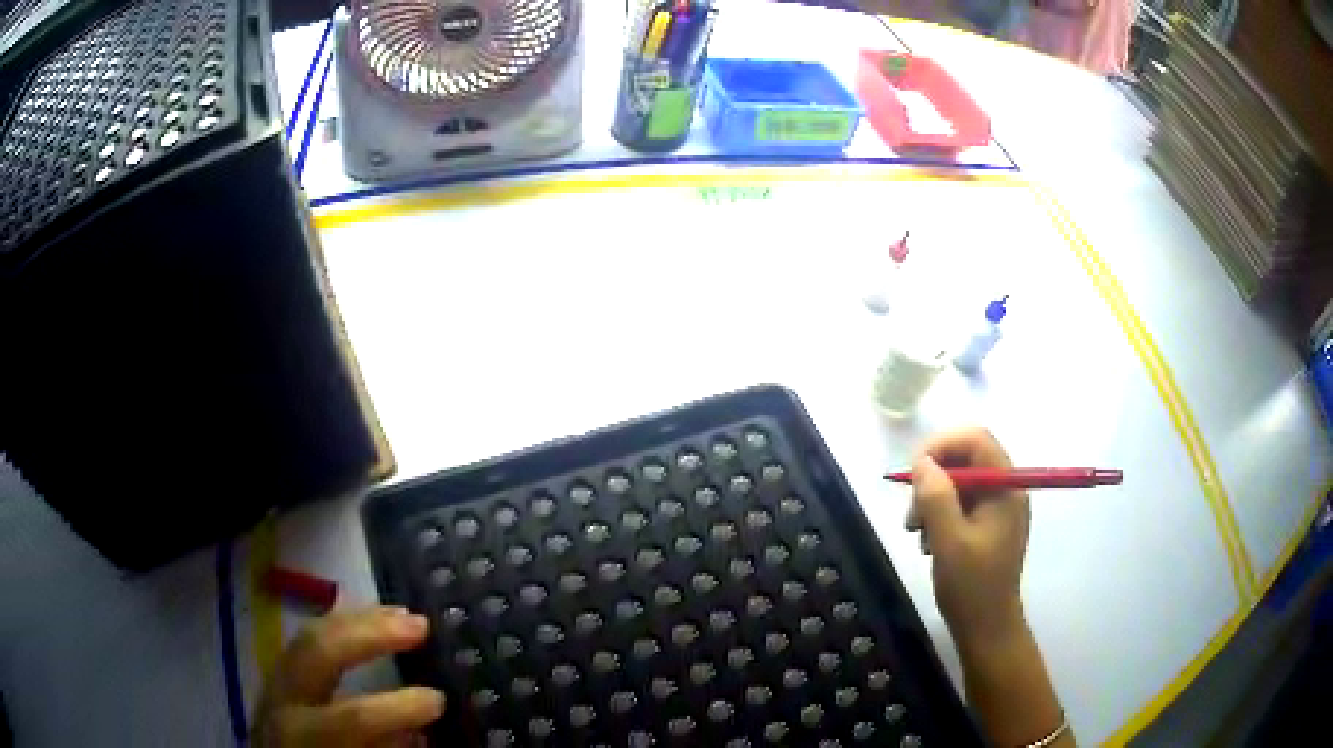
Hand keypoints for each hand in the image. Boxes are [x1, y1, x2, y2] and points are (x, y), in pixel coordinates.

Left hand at [254, 606, 445, 747]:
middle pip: (319, 651)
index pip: (351, 716)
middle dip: (370, 634)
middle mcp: (282, 700)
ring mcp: (275, 680)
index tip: (438, 698)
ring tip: (400, 613)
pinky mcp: (278, 673)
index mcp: (304, 733)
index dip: (396, 707)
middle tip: (420, 625)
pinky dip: (339, 624)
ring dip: (358, 618)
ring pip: (310, 632)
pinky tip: (365, 619)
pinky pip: (308, 636)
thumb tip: (416, 728)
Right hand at [906, 427, 1030, 649]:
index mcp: (1005, 487)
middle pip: (967, 457)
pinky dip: (941, 514)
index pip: (976, 439)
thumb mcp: (948, 541)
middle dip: (934, 476)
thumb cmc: (971, 586)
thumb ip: (935, 497)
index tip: (913, 471)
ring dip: (933, 498)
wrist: (987, 628)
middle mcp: (1006, 489)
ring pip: (960, 481)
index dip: (942, 445)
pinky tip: (929, 540)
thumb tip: (922, 461)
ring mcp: (999, 507)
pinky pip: (962, 502)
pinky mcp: (989, 524)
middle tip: (912, 510)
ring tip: (916, 531)